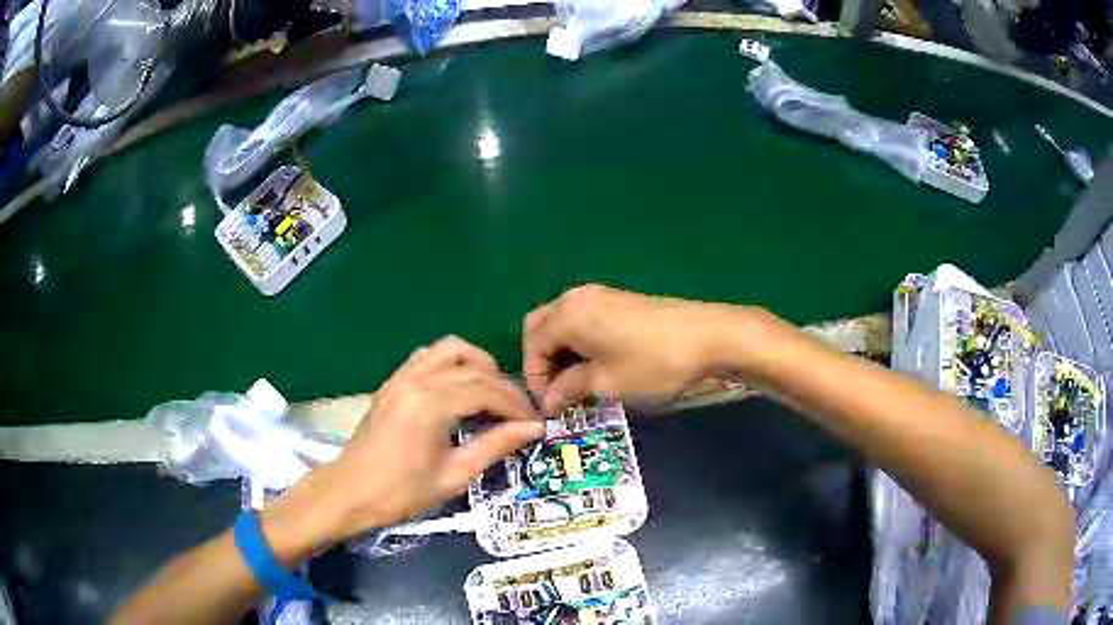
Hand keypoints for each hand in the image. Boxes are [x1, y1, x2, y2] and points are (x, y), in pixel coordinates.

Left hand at [263, 337, 543, 557]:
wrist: (350, 493)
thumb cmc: (402, 492)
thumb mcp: (454, 475)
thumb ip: (495, 446)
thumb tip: (533, 429)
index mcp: (431, 403)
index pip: (486, 389)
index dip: (516, 404)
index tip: (535, 422)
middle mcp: (417, 379)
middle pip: (473, 367)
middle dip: (502, 387)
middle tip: (519, 413)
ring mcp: (401, 376)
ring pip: (450, 349)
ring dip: (477, 365)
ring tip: (491, 394)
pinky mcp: (393, 382)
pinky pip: (428, 357)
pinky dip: (451, 364)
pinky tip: (459, 390)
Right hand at [523, 284, 746, 411]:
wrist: (708, 337)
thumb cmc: (652, 362)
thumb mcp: (606, 382)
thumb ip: (569, 389)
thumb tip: (548, 401)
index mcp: (567, 314)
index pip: (532, 345)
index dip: (535, 379)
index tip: (549, 408)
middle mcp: (577, 298)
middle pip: (541, 327)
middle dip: (542, 360)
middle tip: (556, 392)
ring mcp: (600, 296)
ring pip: (563, 323)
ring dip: (560, 352)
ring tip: (576, 384)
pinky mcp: (620, 302)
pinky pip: (584, 320)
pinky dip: (579, 343)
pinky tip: (596, 366)